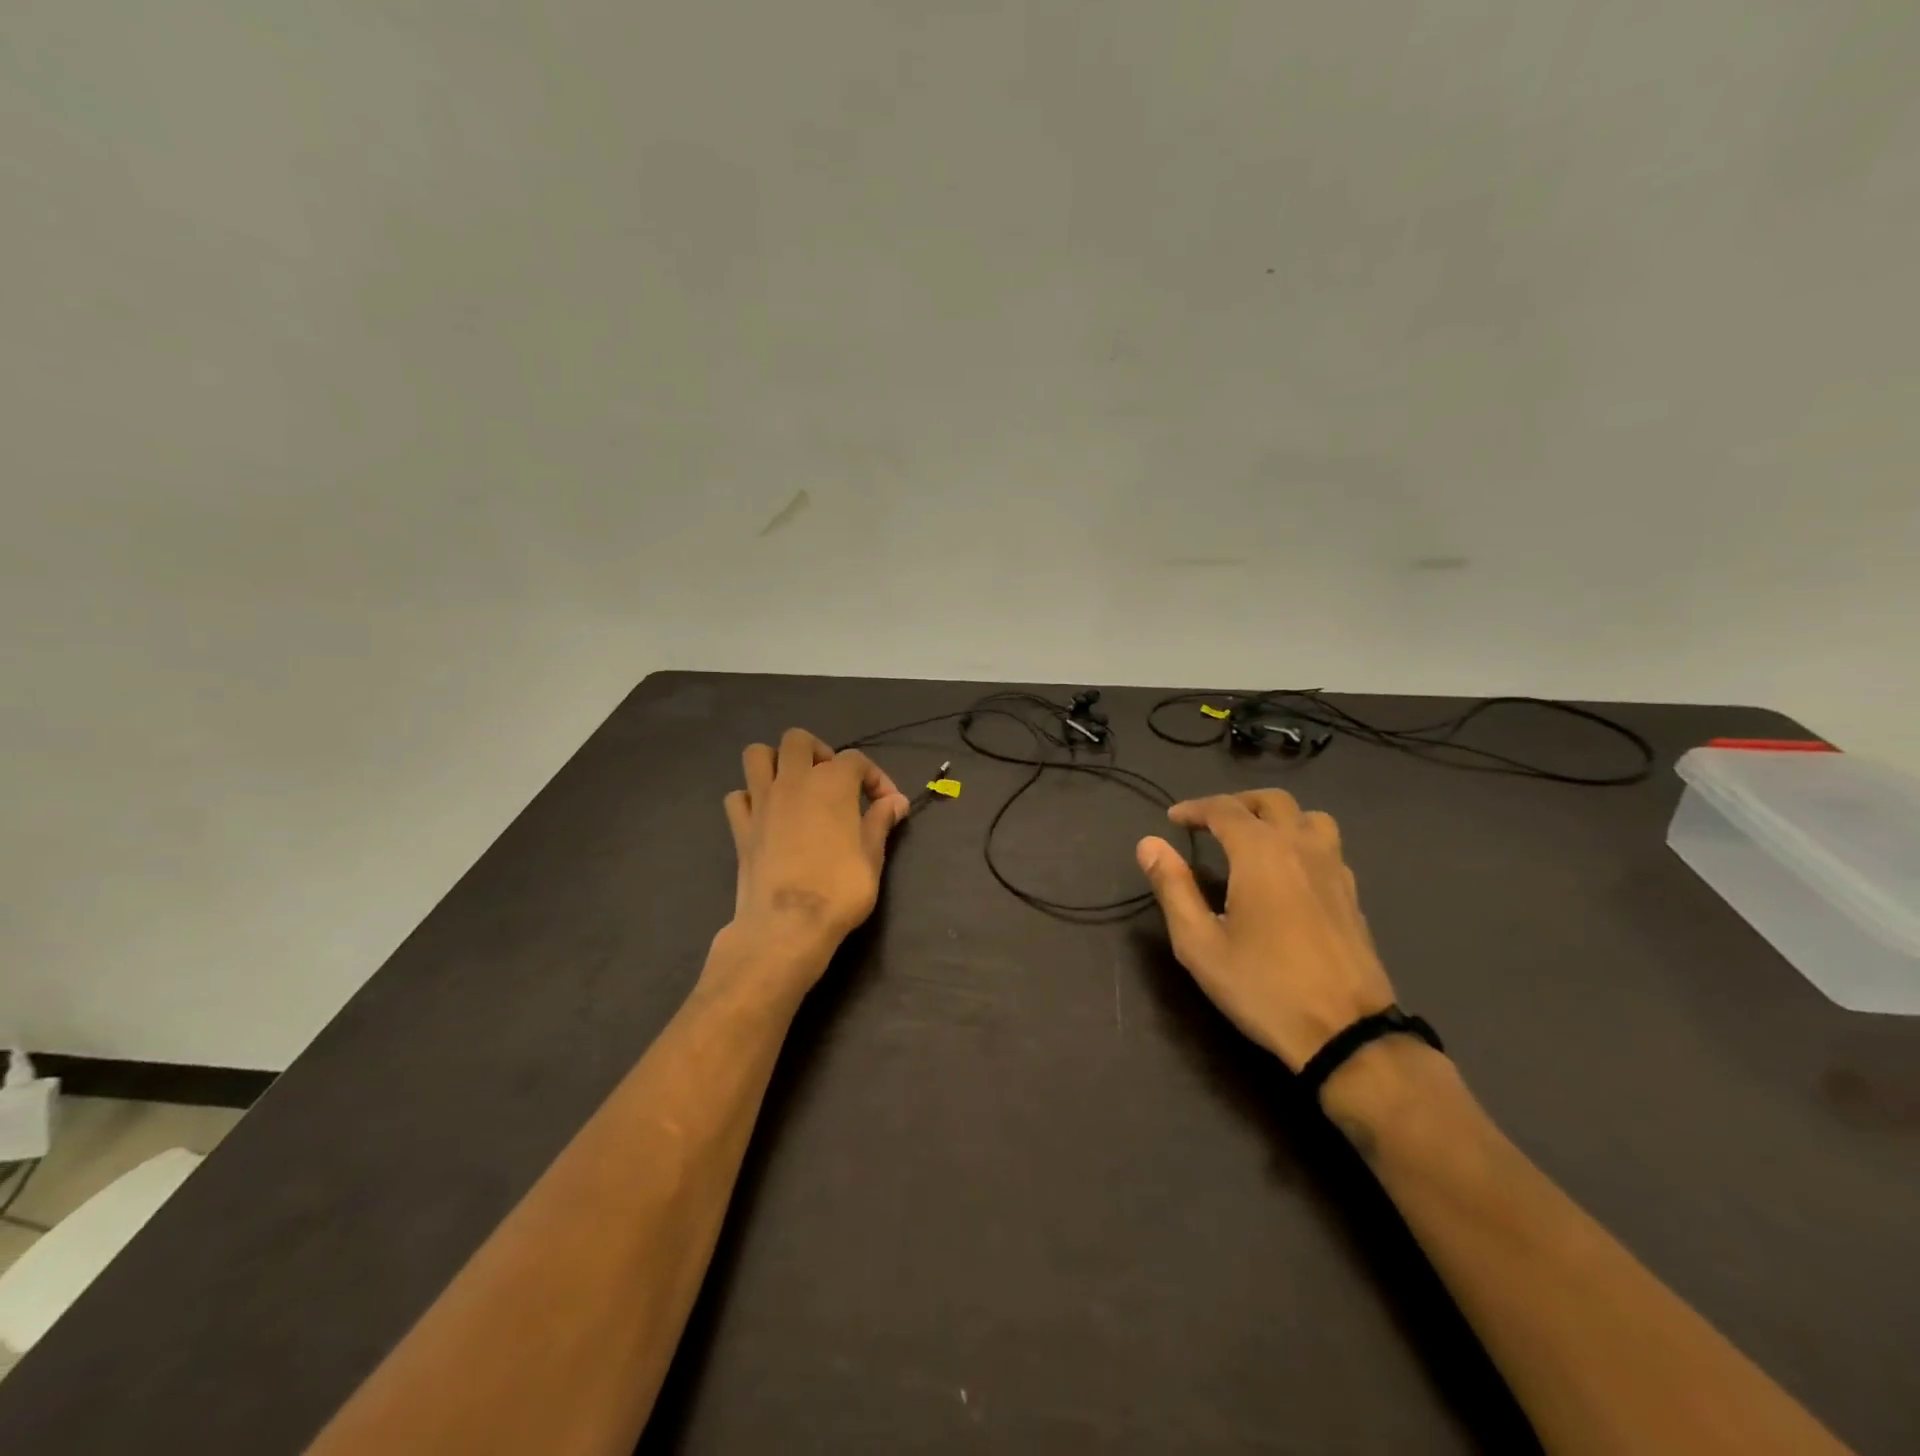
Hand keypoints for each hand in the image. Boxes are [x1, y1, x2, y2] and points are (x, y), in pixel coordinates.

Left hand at [716, 728, 911, 985]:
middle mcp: (793, 781)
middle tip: (834, 783)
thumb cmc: (839, 889)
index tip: (887, 805)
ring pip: (757, 755)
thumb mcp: (872, 856)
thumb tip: (896, 801)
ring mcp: (761, 801)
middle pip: (798, 740)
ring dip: (777, 763)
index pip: (856, 760)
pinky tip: (768, 817)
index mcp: (832, 783)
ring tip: (796, 787)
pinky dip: (751, 799)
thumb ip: (881, 821)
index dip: (876, 778)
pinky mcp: (740, 827)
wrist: (787, 925)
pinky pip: (738, 796)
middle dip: (819, 752)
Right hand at [1136, 790, 1396, 1070]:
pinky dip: (1301, 840)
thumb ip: (1173, 887)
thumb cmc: (1263, 986)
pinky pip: (1326, 846)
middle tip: (1209, 823)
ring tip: (1253, 838)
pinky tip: (1287, 871)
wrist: (1345, 1033)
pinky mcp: (1351, 894)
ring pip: (1308, 817)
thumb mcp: (1199, 943)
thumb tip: (1149, 843)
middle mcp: (1301, 847)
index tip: (1173, 820)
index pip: (1224, 809)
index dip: (1194, 808)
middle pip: (1271, 801)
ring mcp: (1334, 869)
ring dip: (1276, 816)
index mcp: (1261, 853)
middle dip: (1235, 803)